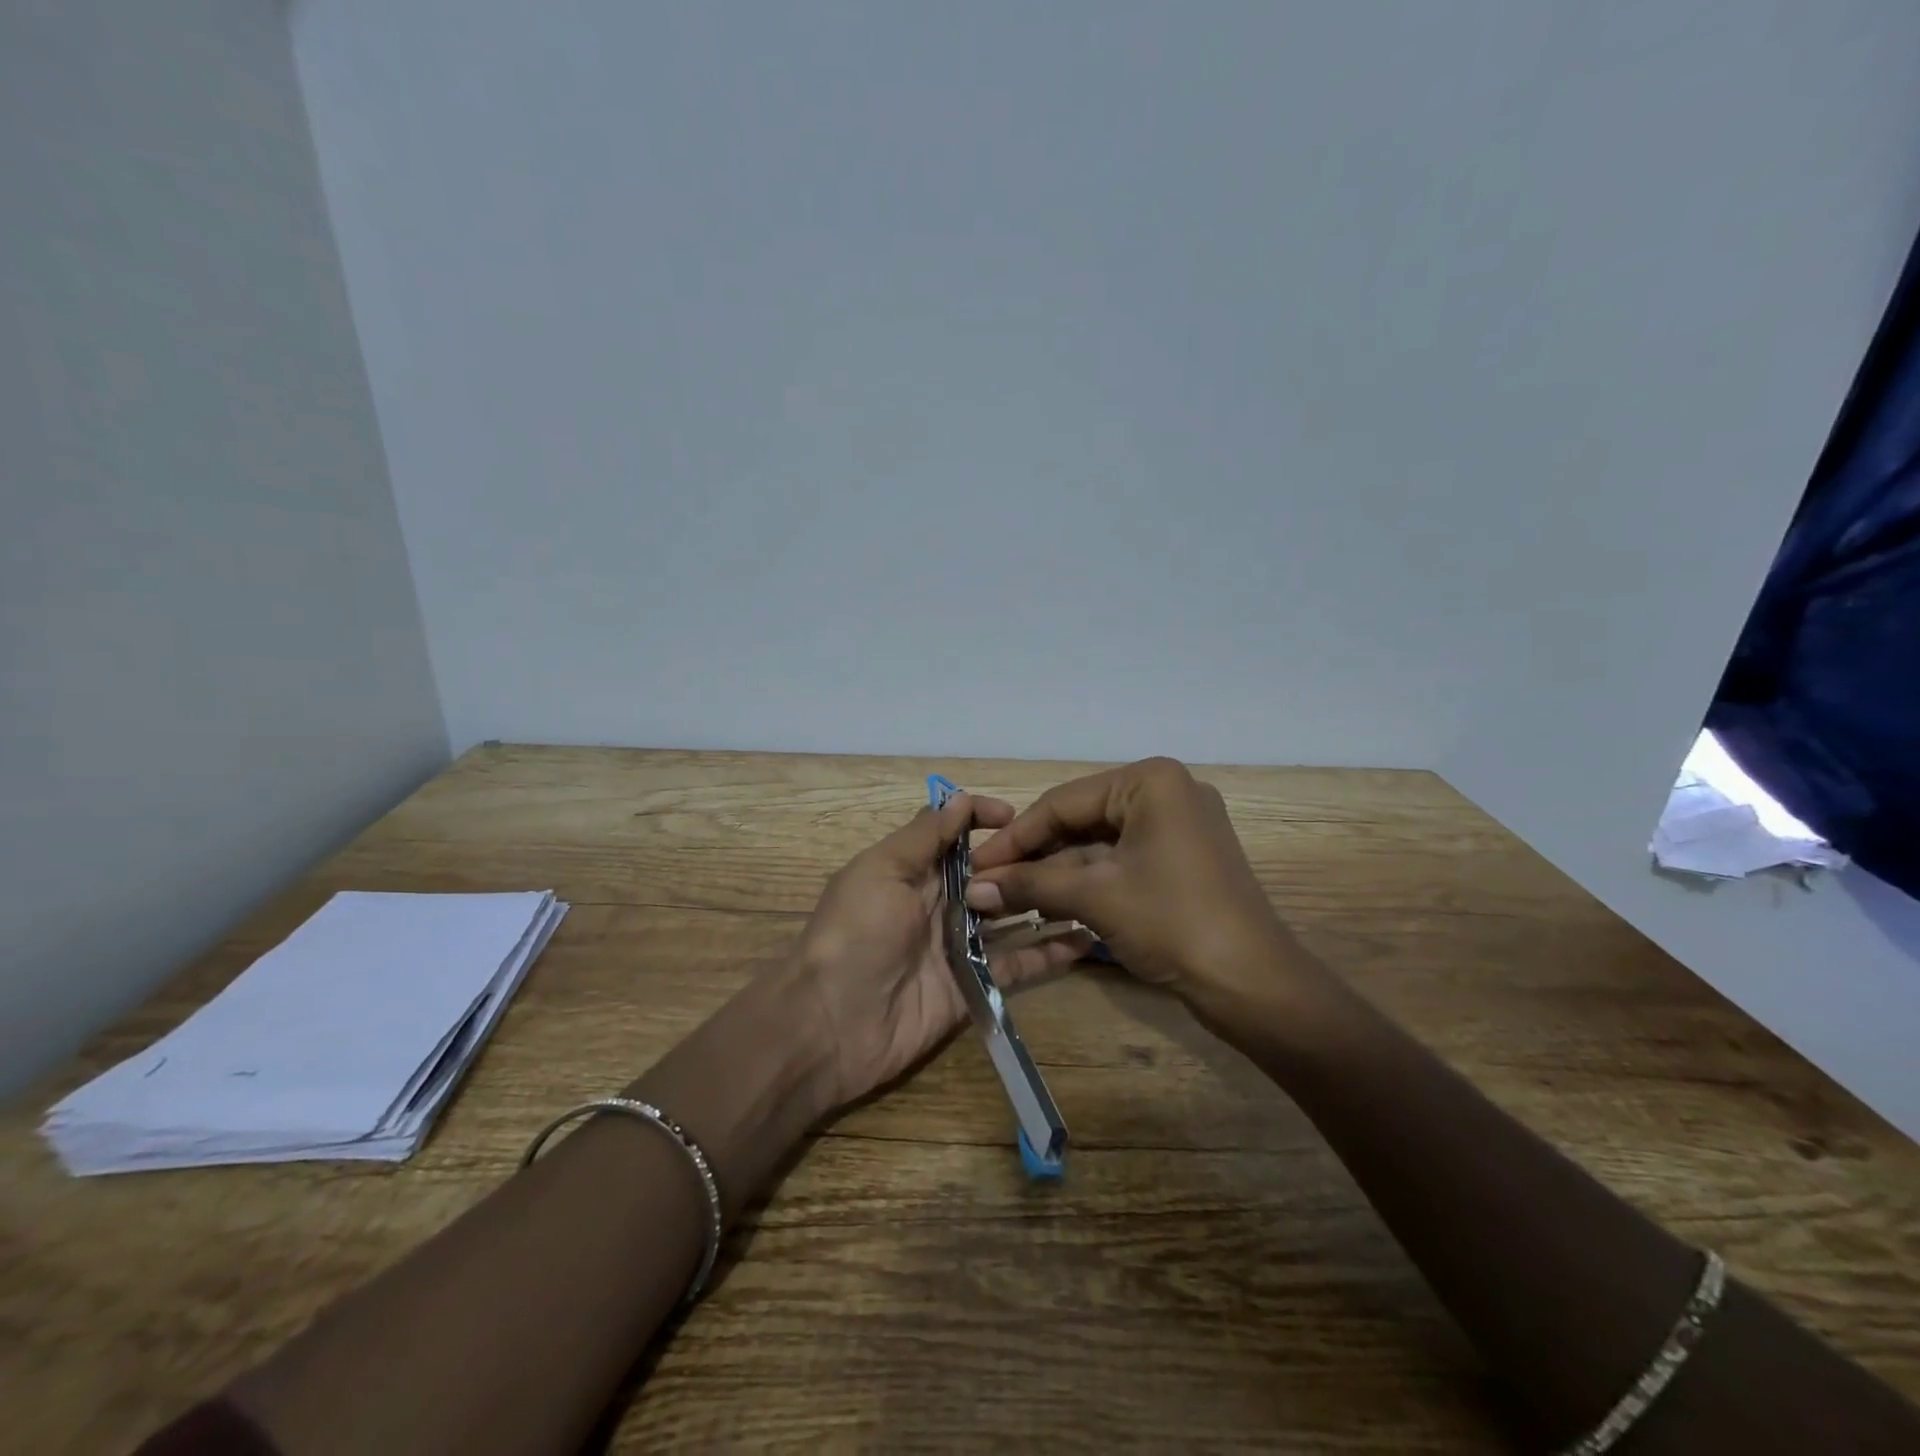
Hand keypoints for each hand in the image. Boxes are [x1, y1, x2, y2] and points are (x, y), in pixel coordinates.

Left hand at [793, 791, 1093, 1109]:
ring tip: (1091, 888)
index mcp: (913, 870)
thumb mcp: (882, 870)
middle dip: (1025, 859)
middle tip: (1073, 851)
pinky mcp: (975, 985)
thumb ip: (923, 836)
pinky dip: (1050, 954)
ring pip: (1010, 916)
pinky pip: (1018, 965)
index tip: (1017, 817)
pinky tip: (1086, 940)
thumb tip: (960, 797)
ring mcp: (960, 945)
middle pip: (989, 873)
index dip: (984, 819)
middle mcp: (940, 902)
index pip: (954, 833)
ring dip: (1045, 902)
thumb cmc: (855, 932)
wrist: (831, 1024)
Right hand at [966, 758, 1314, 1014]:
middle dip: (1035, 857)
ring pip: (1098, 843)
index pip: (1062, 802)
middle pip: (1080, 820)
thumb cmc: (1173, 923)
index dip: (1014, 837)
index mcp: (1149, 781)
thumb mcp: (1095, 897)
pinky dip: (1087, 882)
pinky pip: (1121, 860)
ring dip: (1057, 873)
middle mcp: (1165, 792)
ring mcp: (1177, 826)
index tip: (974, 865)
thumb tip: (971, 888)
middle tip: (989, 884)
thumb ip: (1030, 885)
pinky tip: (1049, 904)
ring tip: (1009, 899)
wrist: (1254, 985)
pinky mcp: (1181, 858)